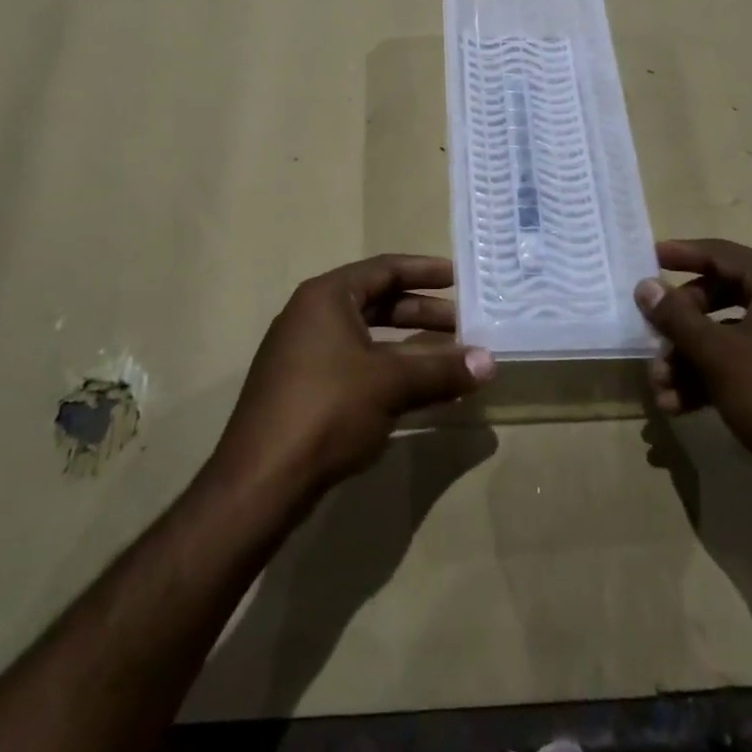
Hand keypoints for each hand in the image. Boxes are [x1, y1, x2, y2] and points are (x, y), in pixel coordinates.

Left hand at [214, 255, 495, 502]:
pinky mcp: (301, 389)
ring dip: (409, 345)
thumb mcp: (391, 384)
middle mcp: (311, 316)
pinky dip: (388, 369)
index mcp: (327, 297)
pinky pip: (355, 364)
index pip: (384, 269)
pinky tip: (416, 391)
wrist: (260, 482)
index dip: (425, 271)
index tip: (460, 278)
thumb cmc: (327, 410)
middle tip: (463, 324)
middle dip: (422, 312)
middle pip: (377, 302)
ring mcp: (303, 354)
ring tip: (449, 357)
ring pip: (367, 337)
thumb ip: (442, 370)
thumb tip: (491, 362)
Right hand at [638, 238, 751, 519]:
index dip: (681, 254)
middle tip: (653, 339)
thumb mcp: (717, 355)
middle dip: (682, 324)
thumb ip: (676, 316)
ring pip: (734, 335)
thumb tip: (646, 286)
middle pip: (724, 296)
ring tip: (661, 389)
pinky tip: (682, 405)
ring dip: (692, 358)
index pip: (723, 254)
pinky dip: (718, 376)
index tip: (648, 257)